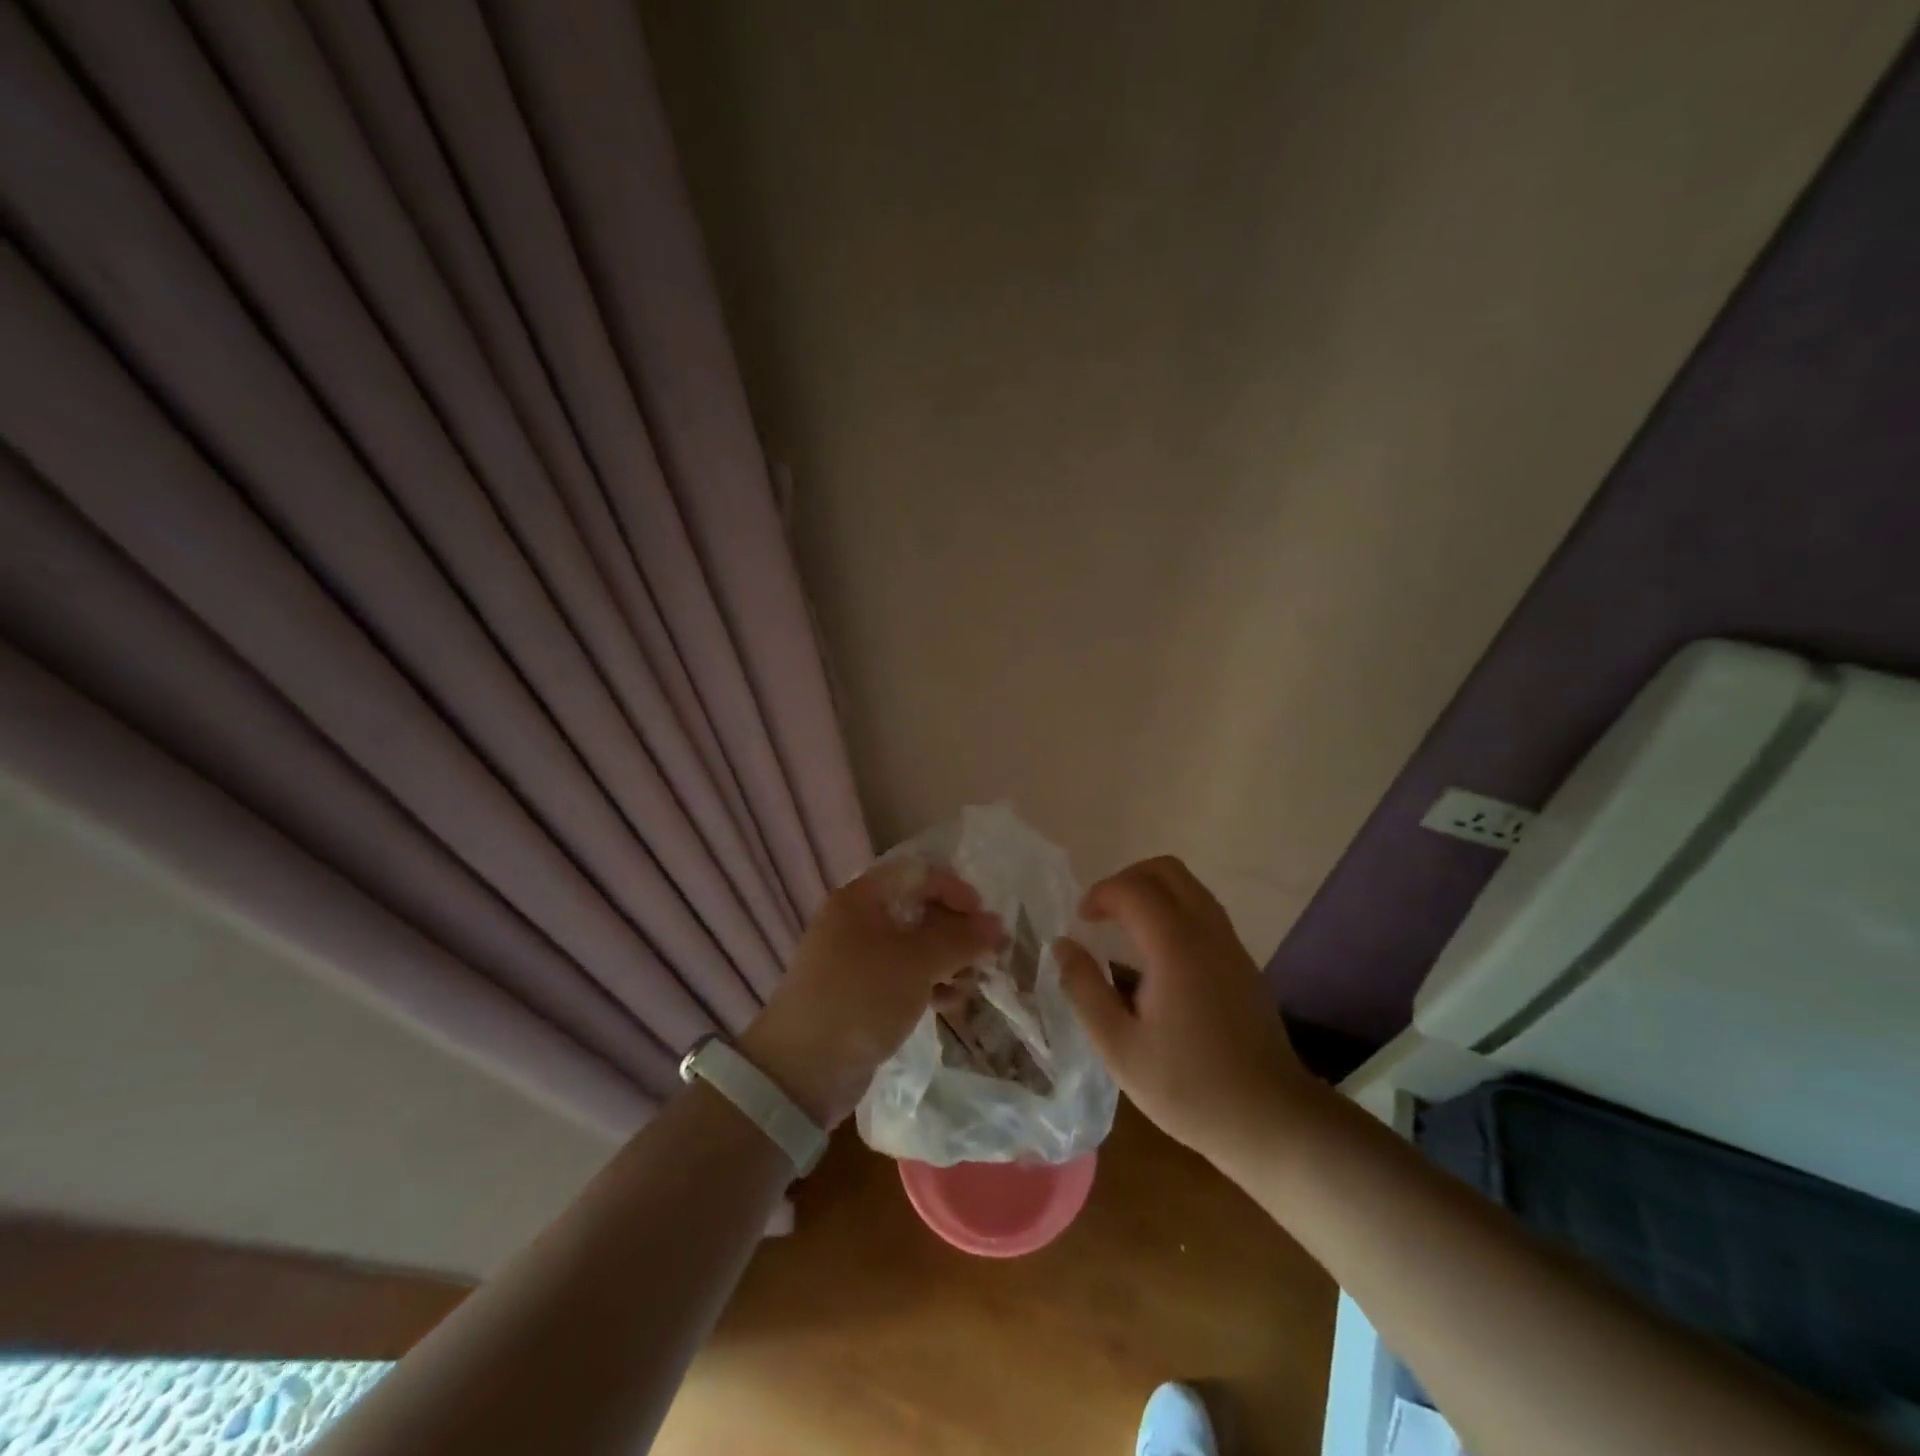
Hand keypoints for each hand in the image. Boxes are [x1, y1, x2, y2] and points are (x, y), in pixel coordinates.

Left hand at [741, 861, 1004, 1126]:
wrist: (801, 1071)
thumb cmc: (860, 998)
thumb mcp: (915, 964)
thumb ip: (959, 939)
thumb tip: (997, 923)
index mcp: (861, 898)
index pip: (916, 873)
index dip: (953, 889)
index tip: (982, 917)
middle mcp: (858, 921)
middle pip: (918, 909)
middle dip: (957, 929)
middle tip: (990, 953)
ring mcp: (858, 959)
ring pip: (914, 946)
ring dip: (948, 960)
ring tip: (973, 982)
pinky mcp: (862, 993)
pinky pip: (904, 976)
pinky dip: (930, 983)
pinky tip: (952, 1002)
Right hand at [1055, 857, 1316, 1167]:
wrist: (1272, 1120)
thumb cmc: (1188, 1087)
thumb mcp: (1119, 1047)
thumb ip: (1085, 989)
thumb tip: (1063, 945)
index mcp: (1175, 947)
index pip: (1133, 889)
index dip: (1100, 894)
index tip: (1080, 922)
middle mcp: (1207, 932)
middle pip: (1166, 870)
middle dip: (1126, 880)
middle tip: (1102, 914)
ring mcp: (1231, 944)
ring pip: (1189, 886)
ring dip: (1151, 892)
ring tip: (1124, 929)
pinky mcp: (1243, 962)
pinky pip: (1203, 910)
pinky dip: (1173, 910)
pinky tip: (1156, 954)